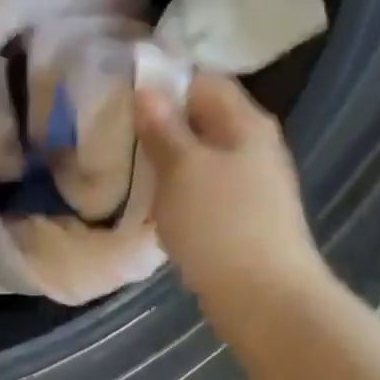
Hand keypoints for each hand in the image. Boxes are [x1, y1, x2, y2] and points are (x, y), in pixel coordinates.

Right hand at [134, 74, 326, 315]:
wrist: (264, 298)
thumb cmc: (220, 223)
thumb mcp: (183, 168)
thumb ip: (163, 128)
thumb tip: (147, 90)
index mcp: (245, 123)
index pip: (203, 81)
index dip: (164, 82)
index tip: (121, 95)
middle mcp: (252, 147)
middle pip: (201, 120)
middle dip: (160, 125)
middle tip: (116, 135)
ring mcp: (249, 185)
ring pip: (199, 158)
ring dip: (165, 162)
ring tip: (126, 169)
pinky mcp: (240, 218)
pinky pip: (202, 191)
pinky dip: (177, 193)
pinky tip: (152, 206)